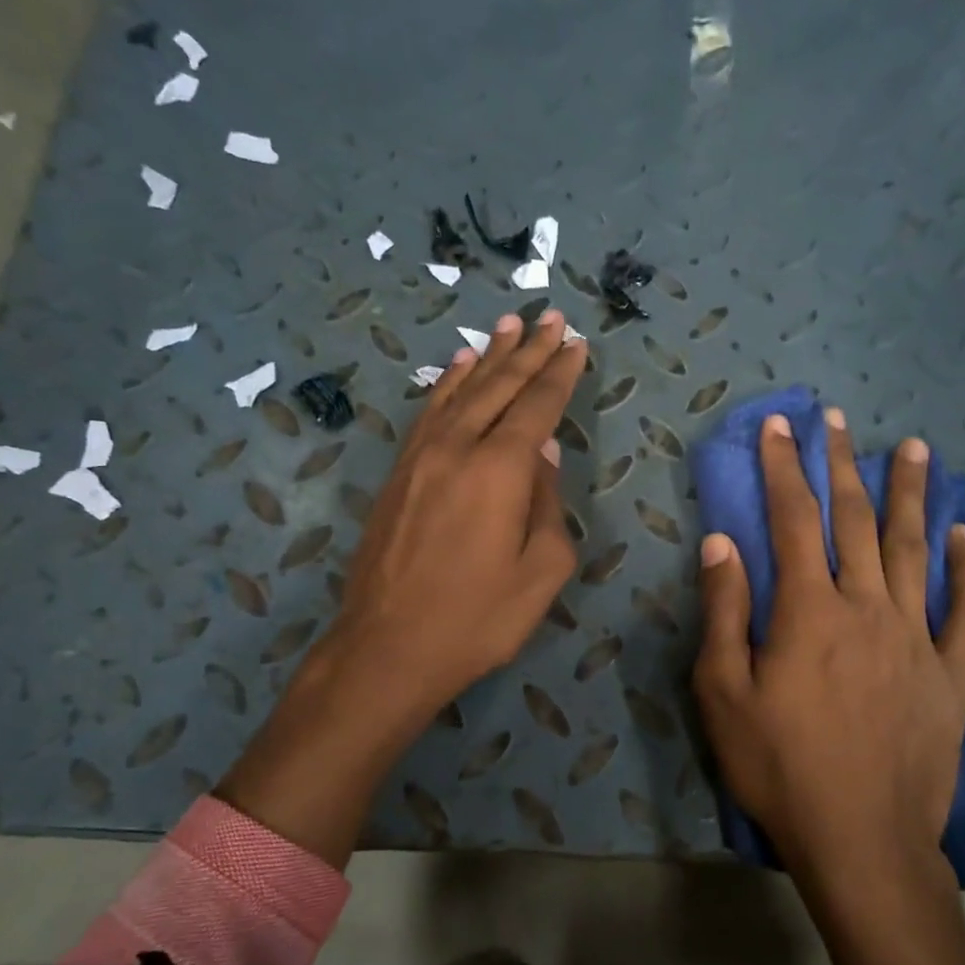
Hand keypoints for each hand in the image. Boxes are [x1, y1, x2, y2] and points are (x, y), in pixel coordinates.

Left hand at [217, 310, 585, 863]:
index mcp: (501, 470)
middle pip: (500, 387)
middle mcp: (458, 448)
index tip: (576, 343)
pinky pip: (429, 413)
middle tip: (551, 318)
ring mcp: (421, 458)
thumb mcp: (541, 572)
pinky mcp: (399, 474)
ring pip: (461, 391)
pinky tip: (458, 370)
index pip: (538, 406)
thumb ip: (549, 506)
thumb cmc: (478, 618)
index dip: (560, 373)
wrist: (388, 647)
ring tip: (509, 327)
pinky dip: (448, 385)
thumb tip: (545, 456)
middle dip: (530, 351)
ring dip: (488, 358)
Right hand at [692, 406, 964, 889]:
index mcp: (808, 610)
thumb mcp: (723, 694)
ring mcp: (916, 637)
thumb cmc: (780, 767)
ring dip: (912, 495)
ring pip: (915, 549)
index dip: (783, 468)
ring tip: (916, 448)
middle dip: (842, 465)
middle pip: (855, 520)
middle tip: (837, 419)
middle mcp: (867, 607)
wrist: (862, 840)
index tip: (779, 426)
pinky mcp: (950, 673)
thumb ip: (724, 612)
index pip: (792, 520)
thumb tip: (721, 542)